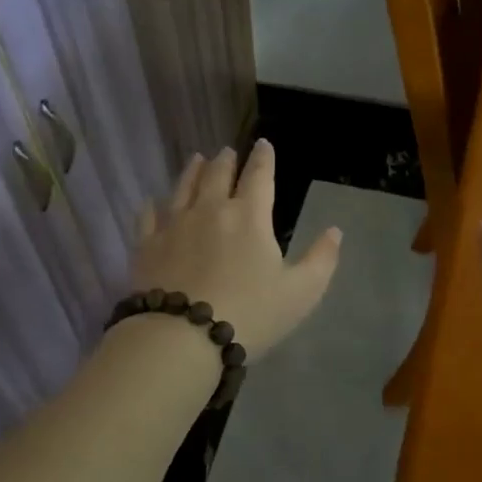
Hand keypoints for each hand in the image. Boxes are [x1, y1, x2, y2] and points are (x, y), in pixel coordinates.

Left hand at [128, 141, 342, 359]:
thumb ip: (321, 259)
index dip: (264, 158)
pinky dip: (152, 205)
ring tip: (196, 160)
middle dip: (226, 161)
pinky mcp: (146, 246)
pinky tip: (151, 201)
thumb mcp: (301, 293)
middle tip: (227, 152)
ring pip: (183, 187)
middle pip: (217, 175)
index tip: (264, 144)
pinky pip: (148, 217)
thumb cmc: (250, 314)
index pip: (259, 176)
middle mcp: (210, 210)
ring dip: (192, 171)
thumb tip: (335, 231)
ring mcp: (173, 225)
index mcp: (249, 217)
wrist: (182, 337)